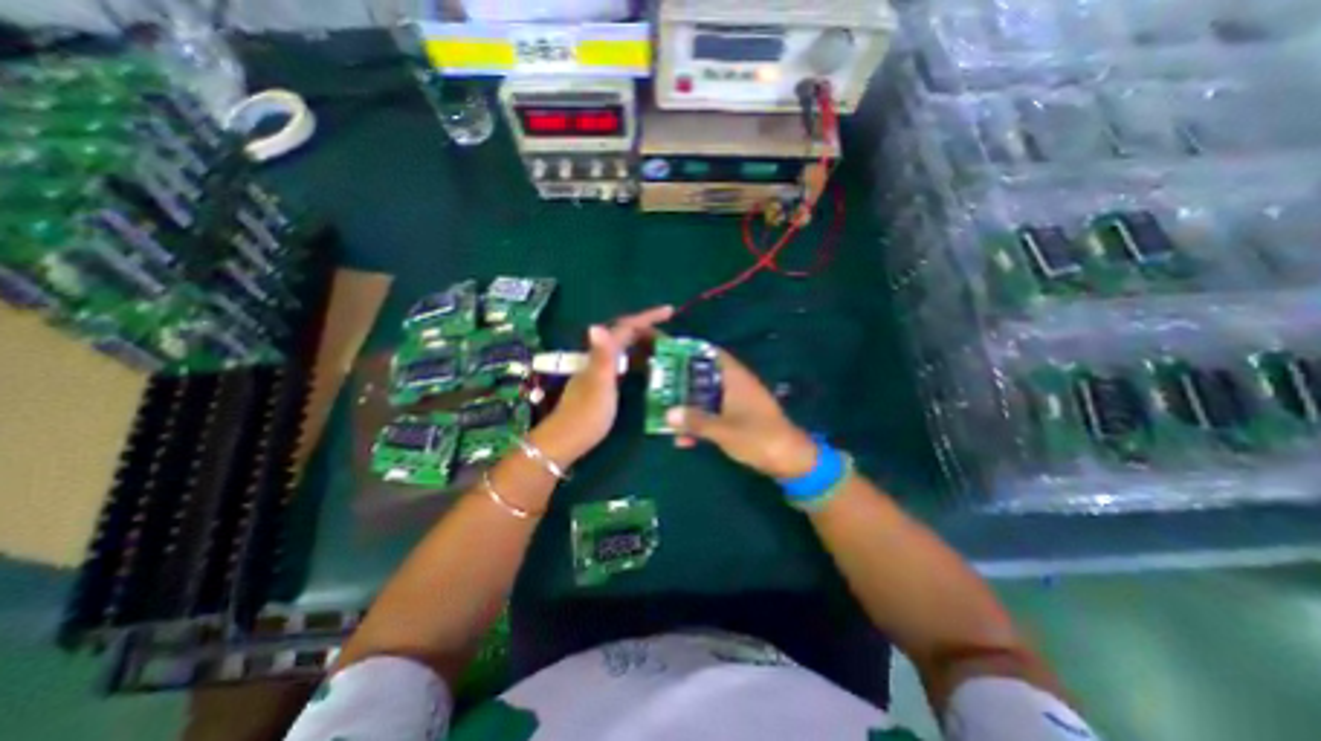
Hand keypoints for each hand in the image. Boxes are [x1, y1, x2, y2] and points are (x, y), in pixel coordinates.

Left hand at [532, 304, 673, 462]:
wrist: (566, 440)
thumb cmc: (587, 414)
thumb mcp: (599, 385)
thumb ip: (602, 356)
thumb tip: (596, 325)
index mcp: (601, 354)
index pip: (626, 327)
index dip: (648, 317)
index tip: (670, 312)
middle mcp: (600, 357)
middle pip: (626, 335)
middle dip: (649, 331)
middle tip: (672, 340)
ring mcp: (600, 370)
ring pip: (625, 349)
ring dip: (645, 345)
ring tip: (665, 351)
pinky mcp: (603, 383)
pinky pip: (624, 363)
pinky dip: (638, 361)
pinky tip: (647, 369)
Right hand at [665, 347, 821, 475]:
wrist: (790, 460)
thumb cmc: (758, 437)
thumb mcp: (724, 430)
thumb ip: (695, 421)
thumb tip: (667, 414)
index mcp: (735, 378)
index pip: (712, 353)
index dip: (690, 350)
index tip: (668, 354)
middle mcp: (735, 386)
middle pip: (704, 376)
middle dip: (682, 382)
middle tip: (658, 386)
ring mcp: (736, 403)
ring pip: (705, 397)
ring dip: (688, 407)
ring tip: (664, 415)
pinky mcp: (737, 419)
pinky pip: (712, 415)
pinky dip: (699, 423)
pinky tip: (683, 440)